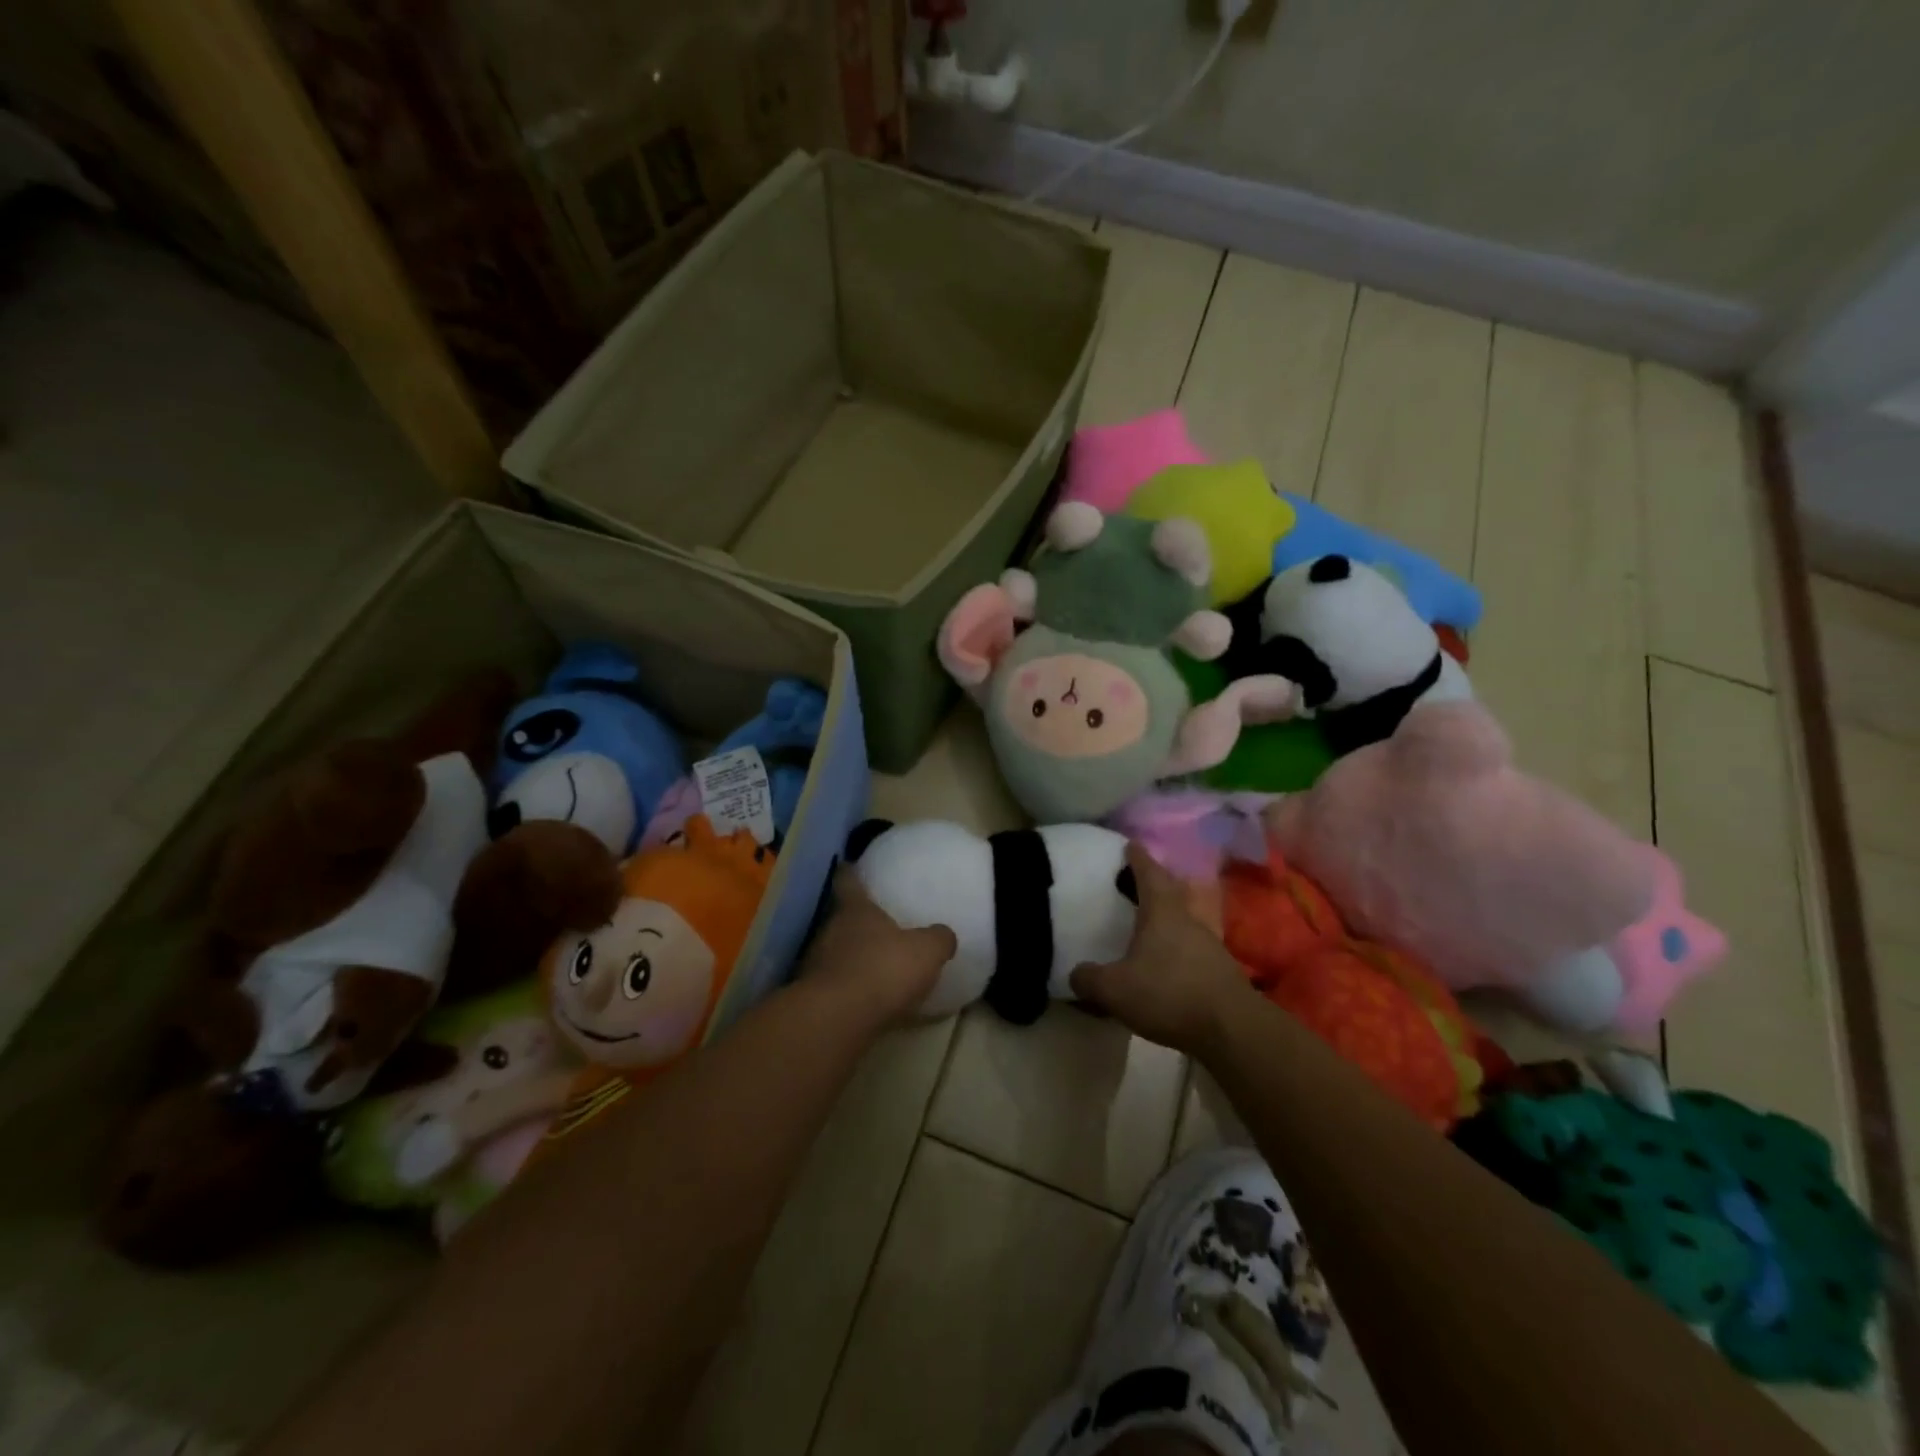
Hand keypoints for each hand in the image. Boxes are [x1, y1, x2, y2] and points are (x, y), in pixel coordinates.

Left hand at [800, 868, 957, 1028]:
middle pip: (841, 918)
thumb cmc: (883, 969)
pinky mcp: (813, 997)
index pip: (848, 881)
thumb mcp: (926, 951)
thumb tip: (944, 935)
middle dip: (856, 921)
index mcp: (856, 910)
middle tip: (876, 924)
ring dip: (851, 957)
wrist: (837, 1019)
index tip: (849, 865)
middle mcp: (830, 930)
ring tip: (873, 964)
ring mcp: (816, 964)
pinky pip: (835, 985)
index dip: (850, 873)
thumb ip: (938, 939)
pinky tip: (866, 1000)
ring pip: (835, 952)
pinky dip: (848, 989)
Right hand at [1071, 842, 1254, 1057]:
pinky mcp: (1220, 970)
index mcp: (1162, 912)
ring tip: (1148, 923)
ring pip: (1184, 919)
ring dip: (1167, 916)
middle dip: (1154, 883)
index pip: (1148, 873)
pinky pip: (1192, 947)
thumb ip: (1089, 979)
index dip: (1137, 858)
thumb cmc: (1169, 994)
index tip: (1130, 845)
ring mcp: (1209, 944)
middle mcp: (1188, 919)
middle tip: (1135, 880)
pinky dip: (1177, 946)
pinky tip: (1166, 961)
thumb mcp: (1114, 990)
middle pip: (1171, 892)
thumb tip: (1076, 973)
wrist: (1231, 1029)